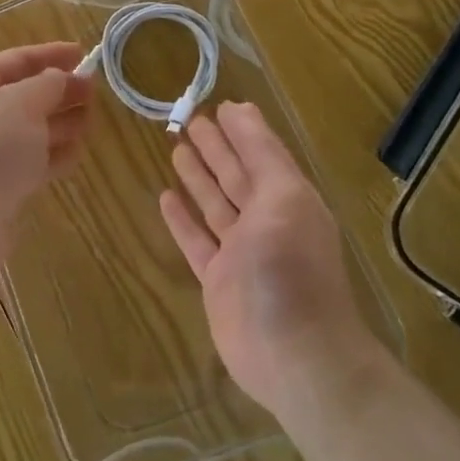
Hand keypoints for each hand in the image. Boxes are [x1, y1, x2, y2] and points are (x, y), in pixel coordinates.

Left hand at [0, 42, 95, 281]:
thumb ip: (46, 84)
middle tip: (95, 91)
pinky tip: (78, 154)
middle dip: (59, 91)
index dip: (49, 54)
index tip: (83, 53)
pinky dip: (54, 156)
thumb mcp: (21, 102)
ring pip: (31, 131)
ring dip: (60, 123)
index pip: (15, 61)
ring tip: (93, 121)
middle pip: (24, 96)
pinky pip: (32, 163)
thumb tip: (59, 78)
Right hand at [160, 101, 385, 419]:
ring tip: (176, 149)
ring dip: (198, 178)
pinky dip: (182, 220)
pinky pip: (197, 241)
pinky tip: (165, 198)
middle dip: (216, 149)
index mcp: (288, 201)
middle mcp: (266, 223)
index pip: (261, 155)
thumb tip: (241, 109)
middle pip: (235, 177)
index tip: (220, 105)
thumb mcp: (284, 198)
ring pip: (215, 205)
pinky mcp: (219, 281)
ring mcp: (241, 254)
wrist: (294, 354)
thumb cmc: (289, 268)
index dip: (242, 131)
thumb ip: (263, 154)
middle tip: (190, 121)